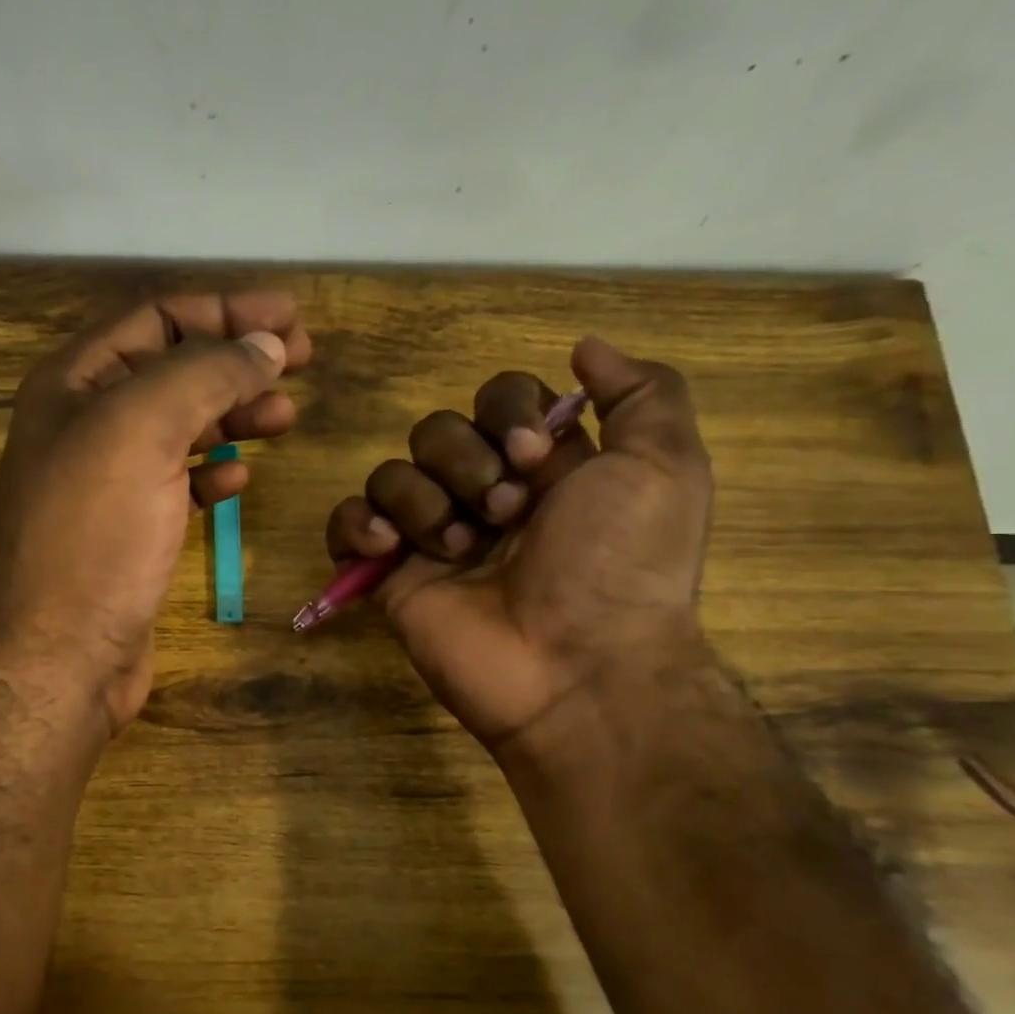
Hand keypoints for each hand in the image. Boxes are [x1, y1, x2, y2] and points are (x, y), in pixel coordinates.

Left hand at [0, 292, 310, 730]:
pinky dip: (211, 472)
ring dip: (233, 414)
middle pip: (173, 370)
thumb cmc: (94, 533)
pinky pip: (176, 483)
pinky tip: (239, 479)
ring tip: (285, 416)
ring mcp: (106, 480)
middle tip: (303, 362)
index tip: (291, 319)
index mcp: (74, 382)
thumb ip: (205, 374)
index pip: (157, 319)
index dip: (226, 311)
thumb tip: (266, 345)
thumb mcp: (142, 428)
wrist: (59, 653)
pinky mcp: (128, 530)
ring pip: (180, 426)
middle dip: (237, 360)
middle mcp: (85, 423)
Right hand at [325, 337, 711, 755]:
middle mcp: (483, 494)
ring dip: (424, 502)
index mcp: (541, 467)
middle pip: (438, 431)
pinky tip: (391, 550)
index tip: (533, 455)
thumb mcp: (665, 468)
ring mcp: (432, 536)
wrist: (575, 666)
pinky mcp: (390, 575)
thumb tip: (582, 347)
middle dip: (466, 464)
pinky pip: (349, 522)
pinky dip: (359, 525)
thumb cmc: (620, 563)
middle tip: (505, 514)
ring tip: (459, 550)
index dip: (507, 413)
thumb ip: (643, 394)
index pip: (498, 399)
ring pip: (392, 473)